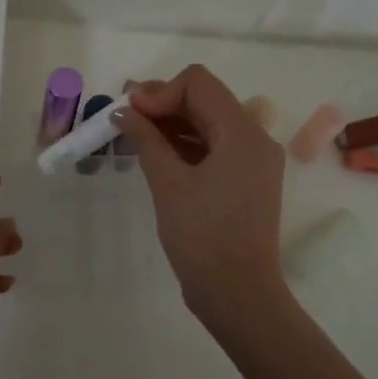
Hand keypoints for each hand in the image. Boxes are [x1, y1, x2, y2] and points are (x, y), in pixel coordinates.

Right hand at [116, 65, 287, 320]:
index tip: (129, 112)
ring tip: (132, 135)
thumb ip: (146, 139)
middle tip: (123, 117)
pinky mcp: (245, 182)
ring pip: (208, 124)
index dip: (159, 91)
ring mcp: (253, 162)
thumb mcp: (168, 183)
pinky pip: (213, 149)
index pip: (198, 84)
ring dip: (170, 124)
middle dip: (162, 104)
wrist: (238, 294)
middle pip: (205, 101)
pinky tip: (154, 154)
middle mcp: (254, 139)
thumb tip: (124, 111)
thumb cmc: (203, 236)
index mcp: (242, 133)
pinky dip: (184, 146)